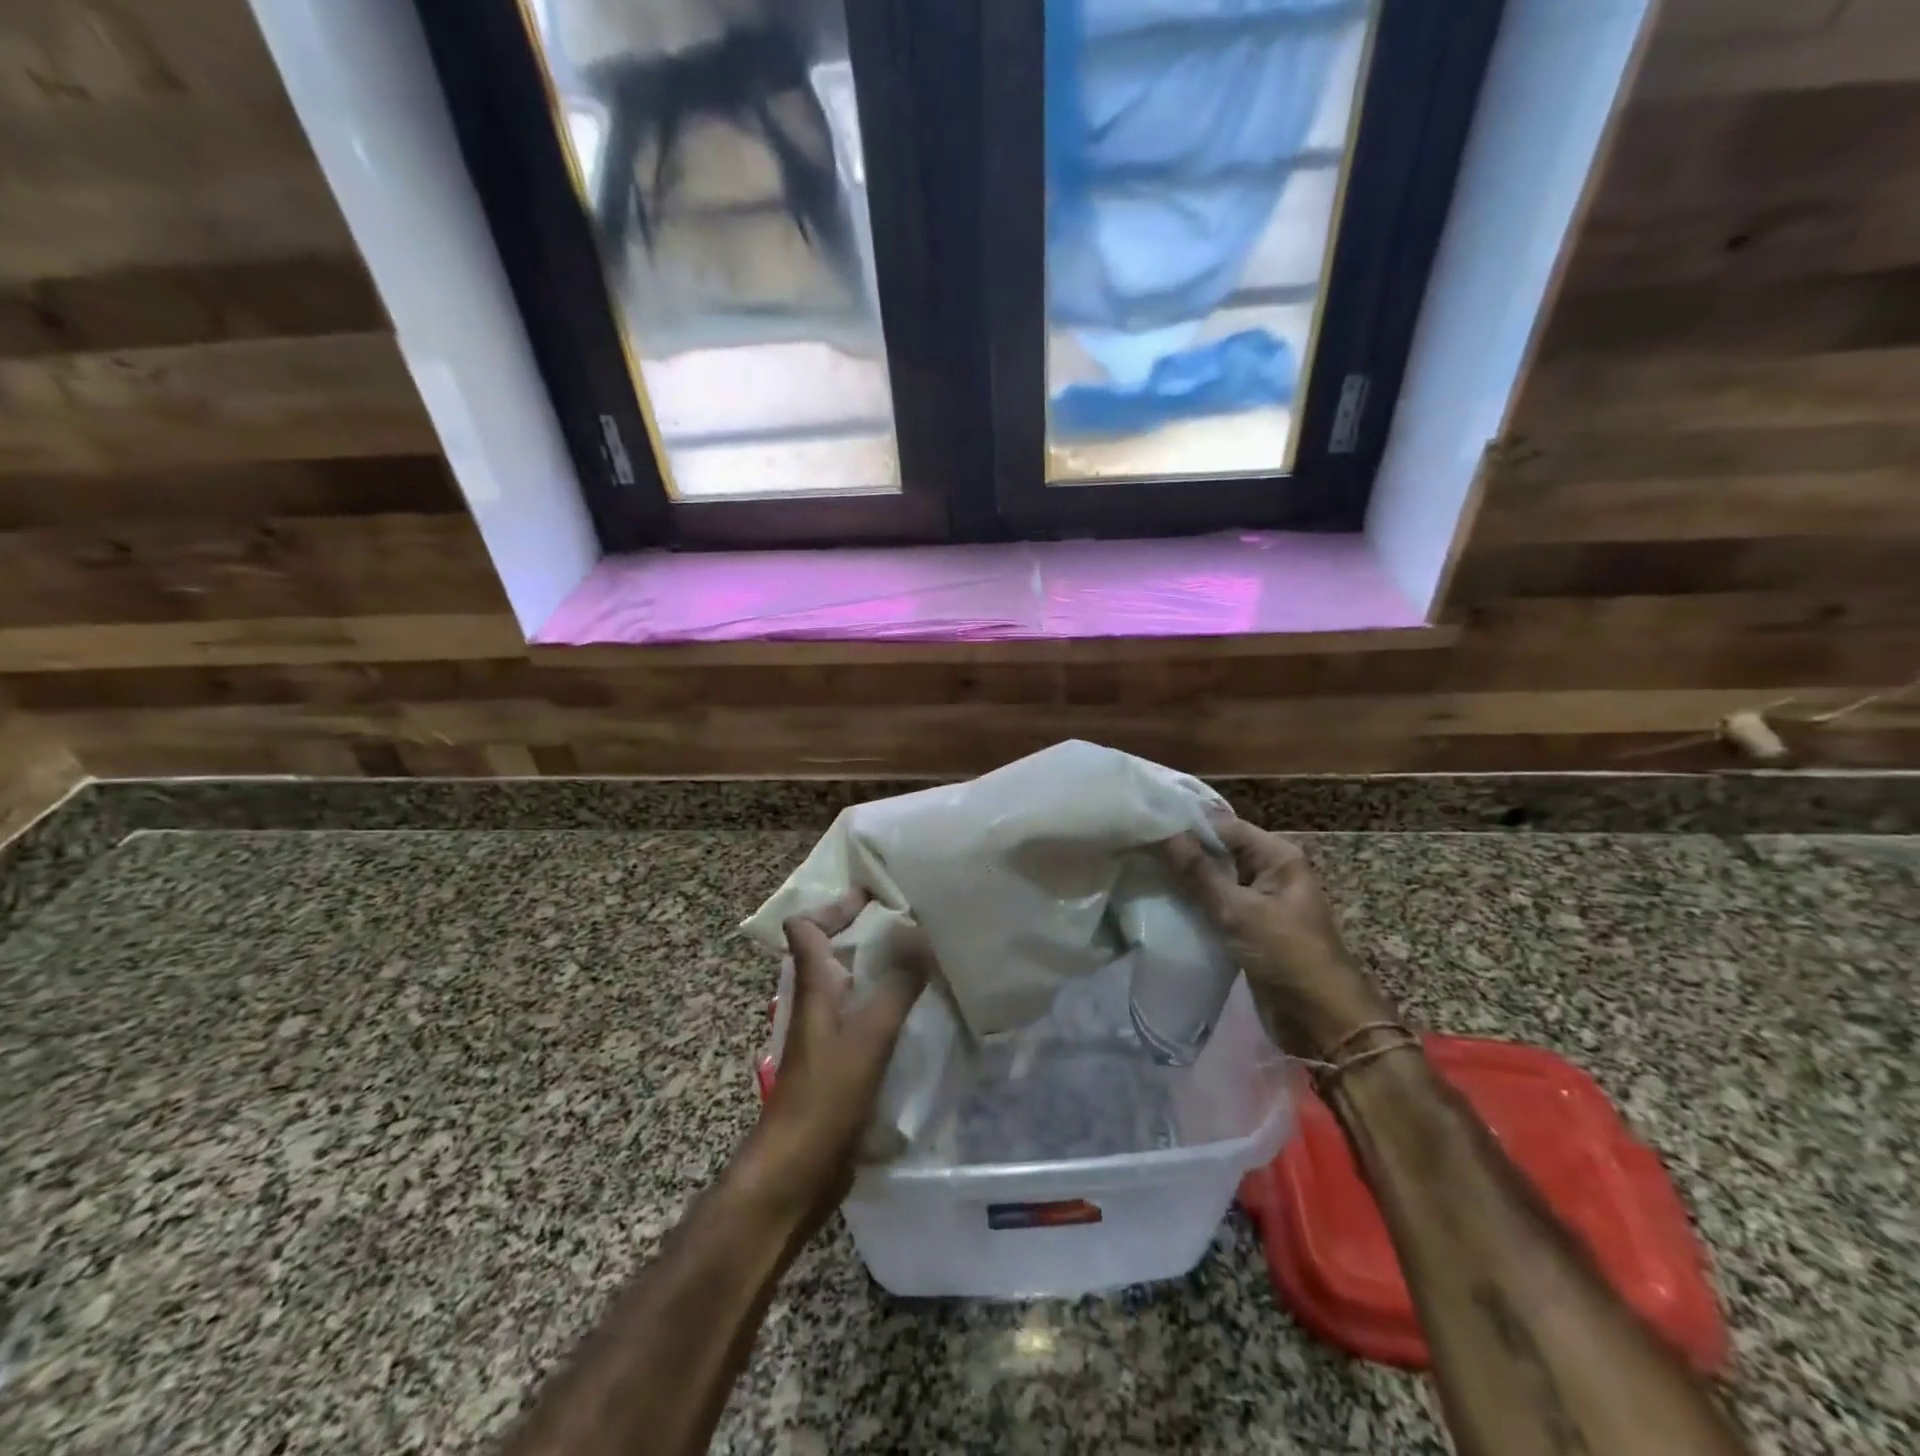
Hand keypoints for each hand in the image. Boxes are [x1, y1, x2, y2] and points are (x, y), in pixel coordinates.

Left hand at [737, 890, 925, 1233]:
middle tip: (912, 920)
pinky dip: (885, 1001)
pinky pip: (862, 1015)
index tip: (875, 893)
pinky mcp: (838, 1061)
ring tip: (923, 957)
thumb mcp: (868, 1037)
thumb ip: (896, 988)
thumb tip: (921, 939)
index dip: (834, 905)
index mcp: (813, 986)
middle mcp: (815, 1003)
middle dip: (864, 930)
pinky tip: (918, 1010)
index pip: (805, 927)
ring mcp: (825, 1034)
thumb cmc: (826, 1097)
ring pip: (849, 983)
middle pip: (829, 950)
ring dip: (878, 966)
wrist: (796, 1171)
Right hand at [1164, 817, 1396, 1060]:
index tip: (1145, 827)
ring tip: (1140, 872)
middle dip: (1181, 852)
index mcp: (1277, 856)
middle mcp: (1269, 871)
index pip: (1223, 826)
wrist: (1321, 1020)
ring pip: (1214, 879)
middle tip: (1136, 849)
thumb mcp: (1239, 911)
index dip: (1185, 826)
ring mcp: (1259, 900)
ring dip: (1184, 879)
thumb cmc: (1287, 955)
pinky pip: (1215, 904)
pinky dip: (1192, 903)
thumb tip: (1164, 834)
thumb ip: (1199, 873)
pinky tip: (1161, 902)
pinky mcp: (1249, 926)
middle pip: (1218, 850)